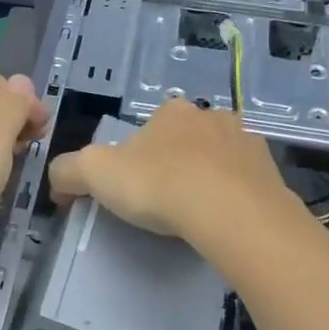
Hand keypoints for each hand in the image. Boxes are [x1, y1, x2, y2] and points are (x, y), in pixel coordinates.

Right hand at [46, 99, 296, 252]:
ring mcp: (246, 141)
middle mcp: (211, 116)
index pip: (146, 130)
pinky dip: (233, 194)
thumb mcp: (94, 174)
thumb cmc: (158, 185)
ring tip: (196, 213)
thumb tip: (58, 182)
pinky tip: (224, 218)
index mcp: (171, 111)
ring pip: (218, 158)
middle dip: (173, 164)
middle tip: (162, 203)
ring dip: (206, 177)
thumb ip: (67, 171)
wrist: (231, 213)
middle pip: (184, 141)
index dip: (135, 158)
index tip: (131, 190)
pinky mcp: (270, 171)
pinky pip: (245, 181)